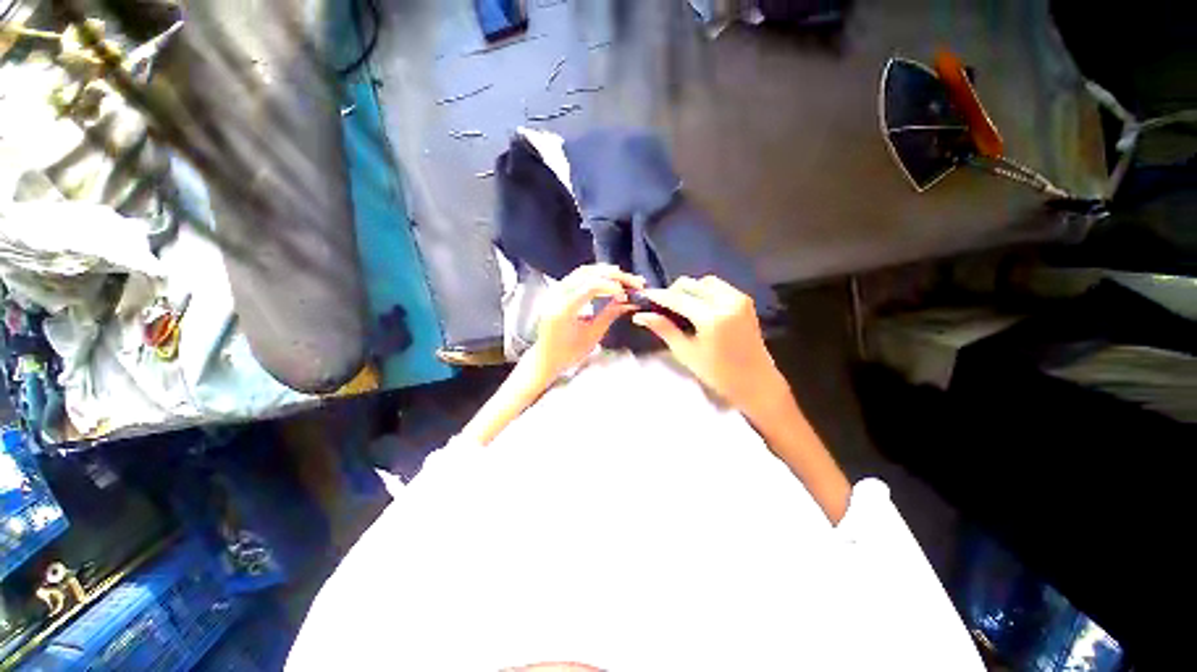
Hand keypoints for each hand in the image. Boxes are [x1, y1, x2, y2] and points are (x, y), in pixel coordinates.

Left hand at [525, 264, 645, 383]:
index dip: (611, 286)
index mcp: (563, 310)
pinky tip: (607, 278)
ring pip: (582, 272)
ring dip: (604, 272)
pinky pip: (577, 276)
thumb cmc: (569, 353)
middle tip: (632, 280)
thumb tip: (627, 300)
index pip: (590, 287)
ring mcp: (555, 292)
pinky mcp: (557, 292)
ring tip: (623, 276)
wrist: (546, 358)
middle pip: (587, 274)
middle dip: (612, 275)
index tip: (627, 292)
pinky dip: (594, 274)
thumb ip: (609, 315)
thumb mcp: (592, 336)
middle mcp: (557, 296)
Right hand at [634, 276, 787, 418]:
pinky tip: (699, 308)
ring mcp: (739, 299)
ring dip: (689, 290)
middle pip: (690, 284)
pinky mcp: (745, 301)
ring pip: (705, 282)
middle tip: (661, 308)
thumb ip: (664, 329)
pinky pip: (719, 287)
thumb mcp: (686, 352)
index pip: (677, 298)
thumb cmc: (718, 374)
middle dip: (672, 292)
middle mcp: (727, 301)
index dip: (658, 296)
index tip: (643, 297)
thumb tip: (640, 316)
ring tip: (681, 308)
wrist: (756, 382)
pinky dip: (704, 292)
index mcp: (712, 318)